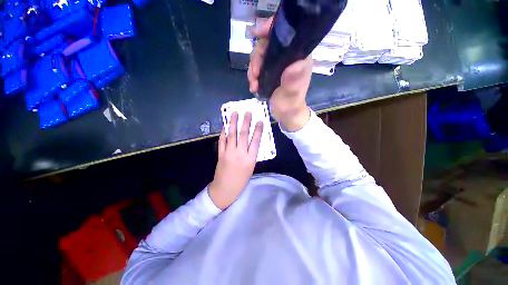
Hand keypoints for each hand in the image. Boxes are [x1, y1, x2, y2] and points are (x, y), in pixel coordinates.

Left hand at [208, 112, 263, 209]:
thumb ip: (252, 154)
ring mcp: (229, 152)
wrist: (225, 189)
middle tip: (247, 112)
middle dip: (246, 122)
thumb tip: (252, 142)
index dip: (258, 130)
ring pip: (232, 134)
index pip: (256, 140)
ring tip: (234, 113)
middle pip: (244, 134)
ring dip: (233, 123)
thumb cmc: (241, 180)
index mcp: (250, 159)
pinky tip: (225, 125)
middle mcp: (240, 153)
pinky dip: (223, 132)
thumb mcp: (251, 168)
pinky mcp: (221, 153)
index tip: (259, 121)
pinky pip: (222, 140)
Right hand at [248, 17, 312, 131]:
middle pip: (267, 45)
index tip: (257, 34)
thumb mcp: (292, 95)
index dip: (271, 29)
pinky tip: (253, 87)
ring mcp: (278, 65)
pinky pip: (257, 68)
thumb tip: (293, 65)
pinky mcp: (270, 72)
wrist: (286, 114)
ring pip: (260, 57)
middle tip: (254, 74)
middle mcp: (288, 58)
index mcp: (298, 57)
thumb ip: (293, 82)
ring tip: (253, 85)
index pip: (286, 35)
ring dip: (253, 70)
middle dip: (257, 59)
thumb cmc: (292, 105)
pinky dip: (253, 76)